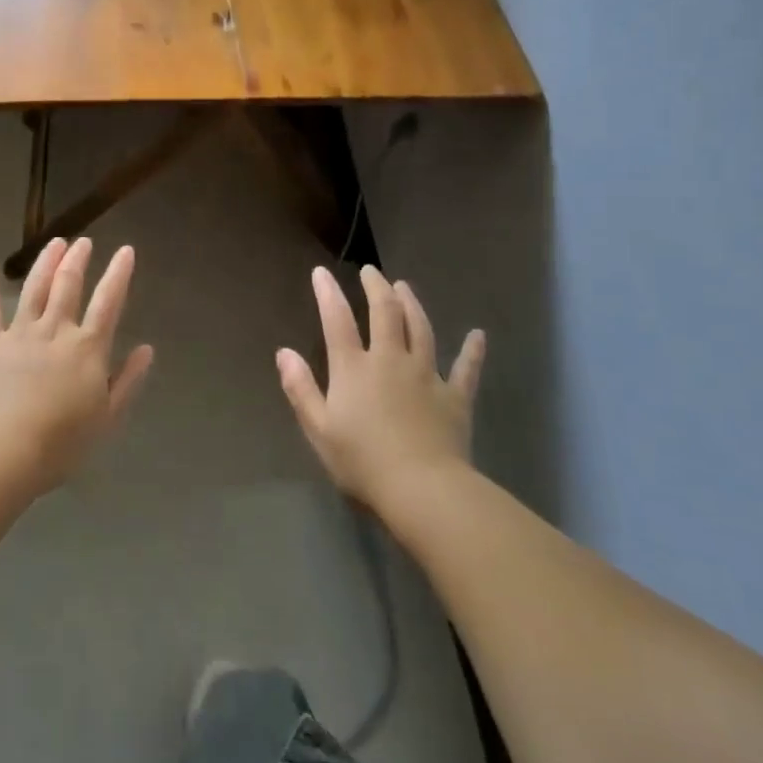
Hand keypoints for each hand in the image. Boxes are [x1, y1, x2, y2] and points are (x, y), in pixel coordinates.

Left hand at [0, 237, 154, 492]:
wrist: (3, 450)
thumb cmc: (61, 442)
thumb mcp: (107, 417)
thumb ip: (127, 380)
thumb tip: (146, 349)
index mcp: (87, 348)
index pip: (108, 302)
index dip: (118, 274)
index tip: (125, 250)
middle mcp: (55, 330)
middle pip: (68, 285)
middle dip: (78, 260)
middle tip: (83, 242)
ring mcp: (19, 332)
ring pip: (34, 288)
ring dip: (46, 262)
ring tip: (55, 243)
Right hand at [276, 265, 484, 511]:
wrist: (423, 490)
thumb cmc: (363, 463)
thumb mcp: (318, 429)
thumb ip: (300, 388)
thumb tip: (283, 352)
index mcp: (354, 369)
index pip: (337, 321)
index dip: (328, 294)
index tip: (321, 272)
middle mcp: (390, 360)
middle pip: (385, 313)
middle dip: (376, 288)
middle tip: (371, 272)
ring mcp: (426, 375)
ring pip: (421, 329)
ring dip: (412, 304)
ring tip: (405, 287)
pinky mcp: (454, 397)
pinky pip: (466, 368)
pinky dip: (472, 351)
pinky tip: (478, 335)